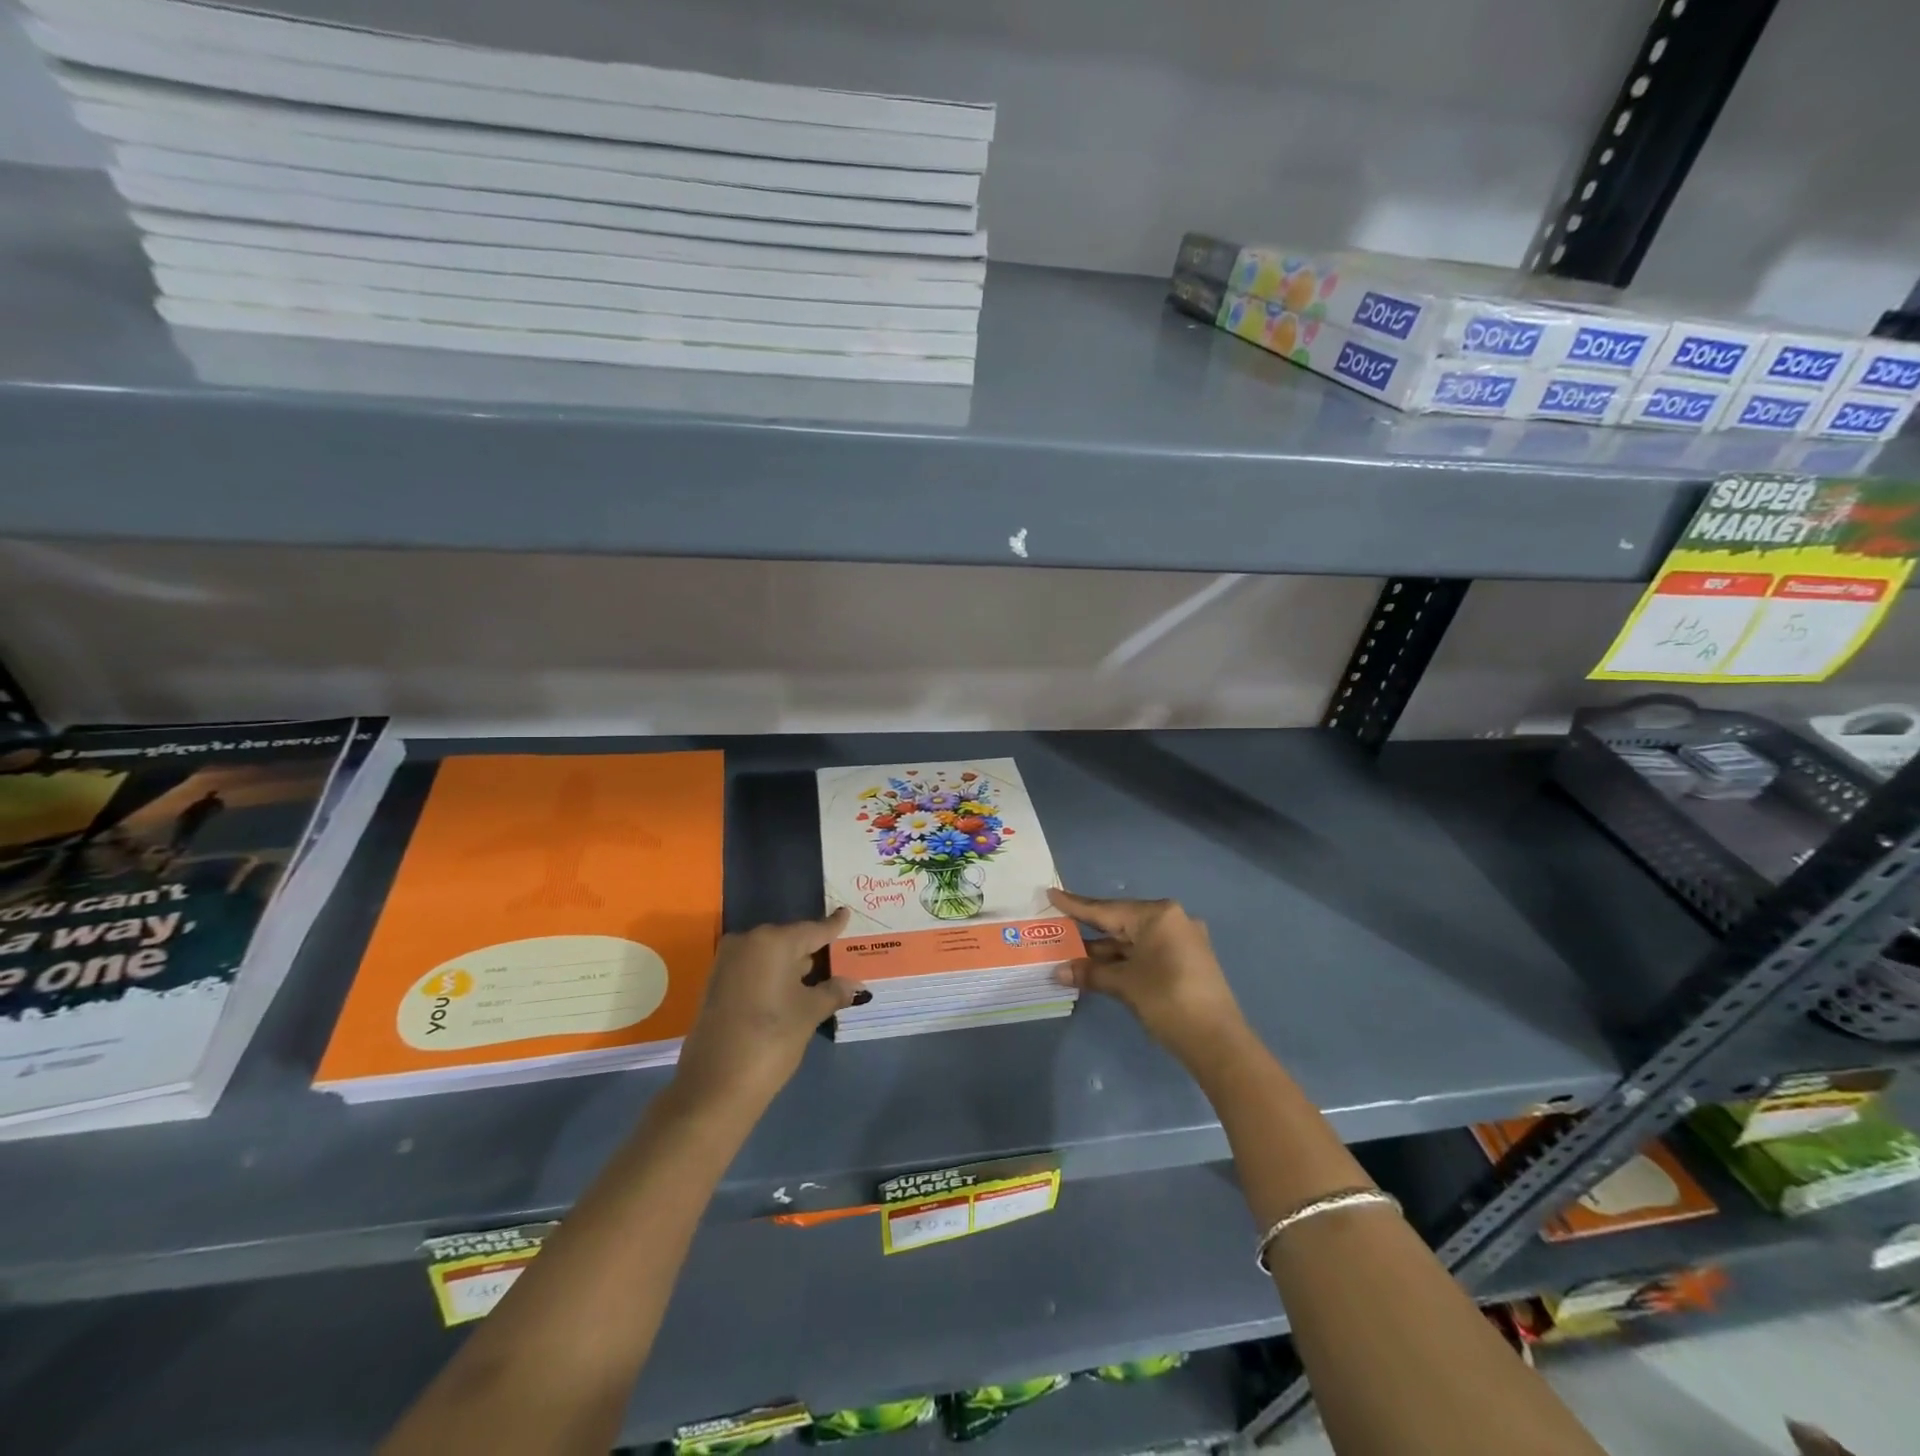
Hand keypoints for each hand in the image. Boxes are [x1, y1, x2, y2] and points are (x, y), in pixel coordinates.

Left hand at [673, 910, 865, 1114]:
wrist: (713, 1087)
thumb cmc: (771, 1040)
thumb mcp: (808, 1014)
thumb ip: (833, 992)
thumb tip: (856, 985)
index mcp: (773, 941)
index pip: (812, 930)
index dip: (832, 926)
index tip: (845, 913)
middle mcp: (747, 942)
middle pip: (789, 940)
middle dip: (811, 950)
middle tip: (835, 954)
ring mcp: (727, 963)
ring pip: (770, 956)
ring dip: (791, 965)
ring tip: (817, 974)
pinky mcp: (716, 984)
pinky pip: (754, 970)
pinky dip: (772, 976)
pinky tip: (789, 990)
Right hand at [1048, 889, 1247, 1068]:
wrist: (1218, 1042)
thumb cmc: (1168, 1000)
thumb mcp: (1124, 985)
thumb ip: (1091, 973)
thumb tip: (1059, 971)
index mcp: (1158, 915)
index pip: (1107, 909)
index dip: (1076, 905)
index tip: (1051, 893)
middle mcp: (1172, 920)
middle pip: (1120, 923)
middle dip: (1089, 931)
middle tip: (1058, 926)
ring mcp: (1181, 941)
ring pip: (1133, 941)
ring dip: (1105, 951)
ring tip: (1070, 954)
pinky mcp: (1185, 962)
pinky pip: (1145, 953)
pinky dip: (1123, 960)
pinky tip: (1099, 968)